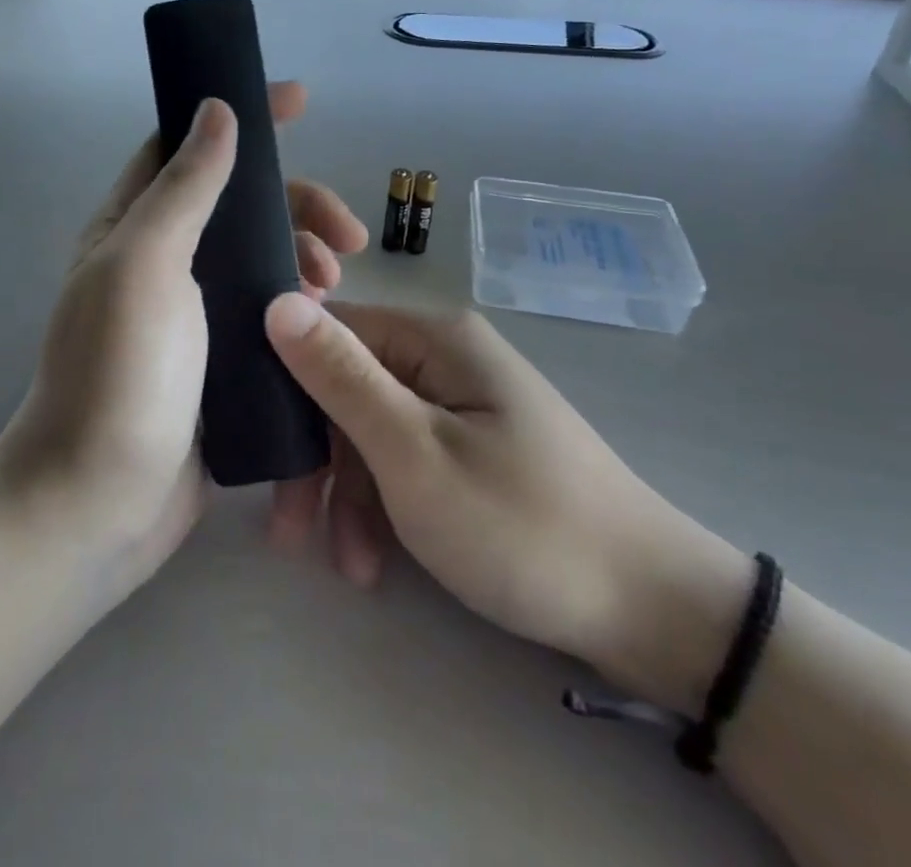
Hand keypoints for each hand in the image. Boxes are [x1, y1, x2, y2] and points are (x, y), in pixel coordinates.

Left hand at [0, 83, 367, 596]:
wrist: (98, 503)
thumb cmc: (118, 373)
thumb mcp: (146, 263)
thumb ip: (184, 186)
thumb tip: (216, 108)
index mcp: (133, 226)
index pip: (187, 146)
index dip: (240, 117)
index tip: (300, 101)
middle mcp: (162, 261)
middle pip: (240, 204)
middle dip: (297, 203)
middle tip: (347, 234)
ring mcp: (192, 313)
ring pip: (261, 256)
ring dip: (304, 253)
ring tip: (336, 282)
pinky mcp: (219, 360)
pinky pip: (269, 309)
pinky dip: (300, 301)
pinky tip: (326, 316)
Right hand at [263, 297, 750, 713]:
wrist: (652, 610)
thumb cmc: (521, 525)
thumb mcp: (414, 454)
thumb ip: (340, 377)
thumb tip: (276, 301)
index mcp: (434, 337)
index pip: (331, 330)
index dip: (287, 382)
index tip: (258, 445)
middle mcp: (445, 356)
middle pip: (349, 386)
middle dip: (316, 457)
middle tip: (289, 529)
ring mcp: (463, 402)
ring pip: (374, 429)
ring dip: (349, 493)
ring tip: (348, 565)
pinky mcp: (474, 445)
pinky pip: (407, 457)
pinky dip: (385, 504)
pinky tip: (376, 560)